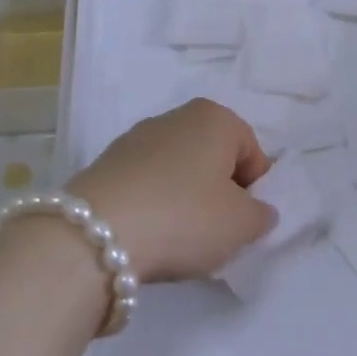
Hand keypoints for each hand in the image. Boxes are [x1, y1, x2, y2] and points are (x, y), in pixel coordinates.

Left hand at [67, 99, 277, 282]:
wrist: (95, 236)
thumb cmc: (184, 217)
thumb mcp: (242, 225)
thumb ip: (261, 215)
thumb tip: (255, 211)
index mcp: (215, 117)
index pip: (252, 153)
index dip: (254, 191)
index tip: (242, 223)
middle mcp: (175, 117)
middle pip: (213, 158)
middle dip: (218, 193)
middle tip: (214, 232)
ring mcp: (135, 139)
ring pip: (178, 171)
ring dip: (184, 200)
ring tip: (177, 238)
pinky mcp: (105, 164)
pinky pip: (146, 185)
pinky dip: (153, 206)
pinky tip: (147, 235)